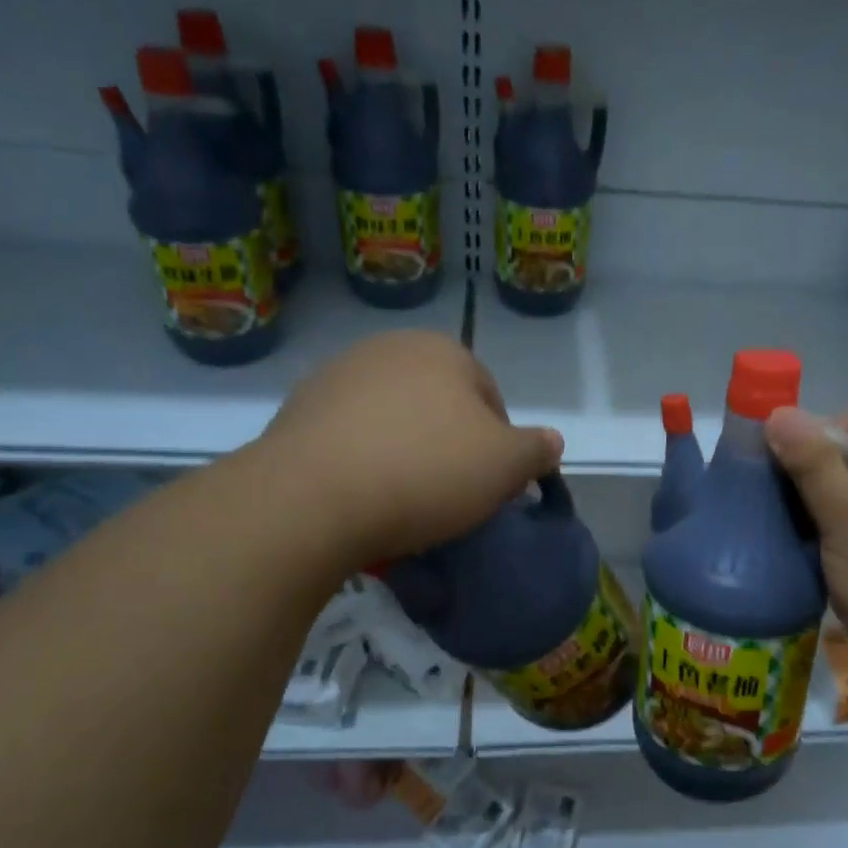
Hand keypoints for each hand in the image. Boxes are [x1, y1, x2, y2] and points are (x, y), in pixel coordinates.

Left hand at [252, 331, 561, 572]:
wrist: (313, 498)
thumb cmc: (426, 472)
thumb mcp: (506, 466)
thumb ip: (536, 449)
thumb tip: (550, 442)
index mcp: (443, 351)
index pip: (489, 397)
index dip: (498, 445)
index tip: (488, 485)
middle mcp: (388, 349)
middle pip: (438, 404)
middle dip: (449, 444)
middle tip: (449, 493)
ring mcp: (336, 376)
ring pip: (392, 419)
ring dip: (404, 451)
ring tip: (401, 499)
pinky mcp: (296, 410)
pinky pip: (349, 437)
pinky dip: (361, 461)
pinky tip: (361, 495)